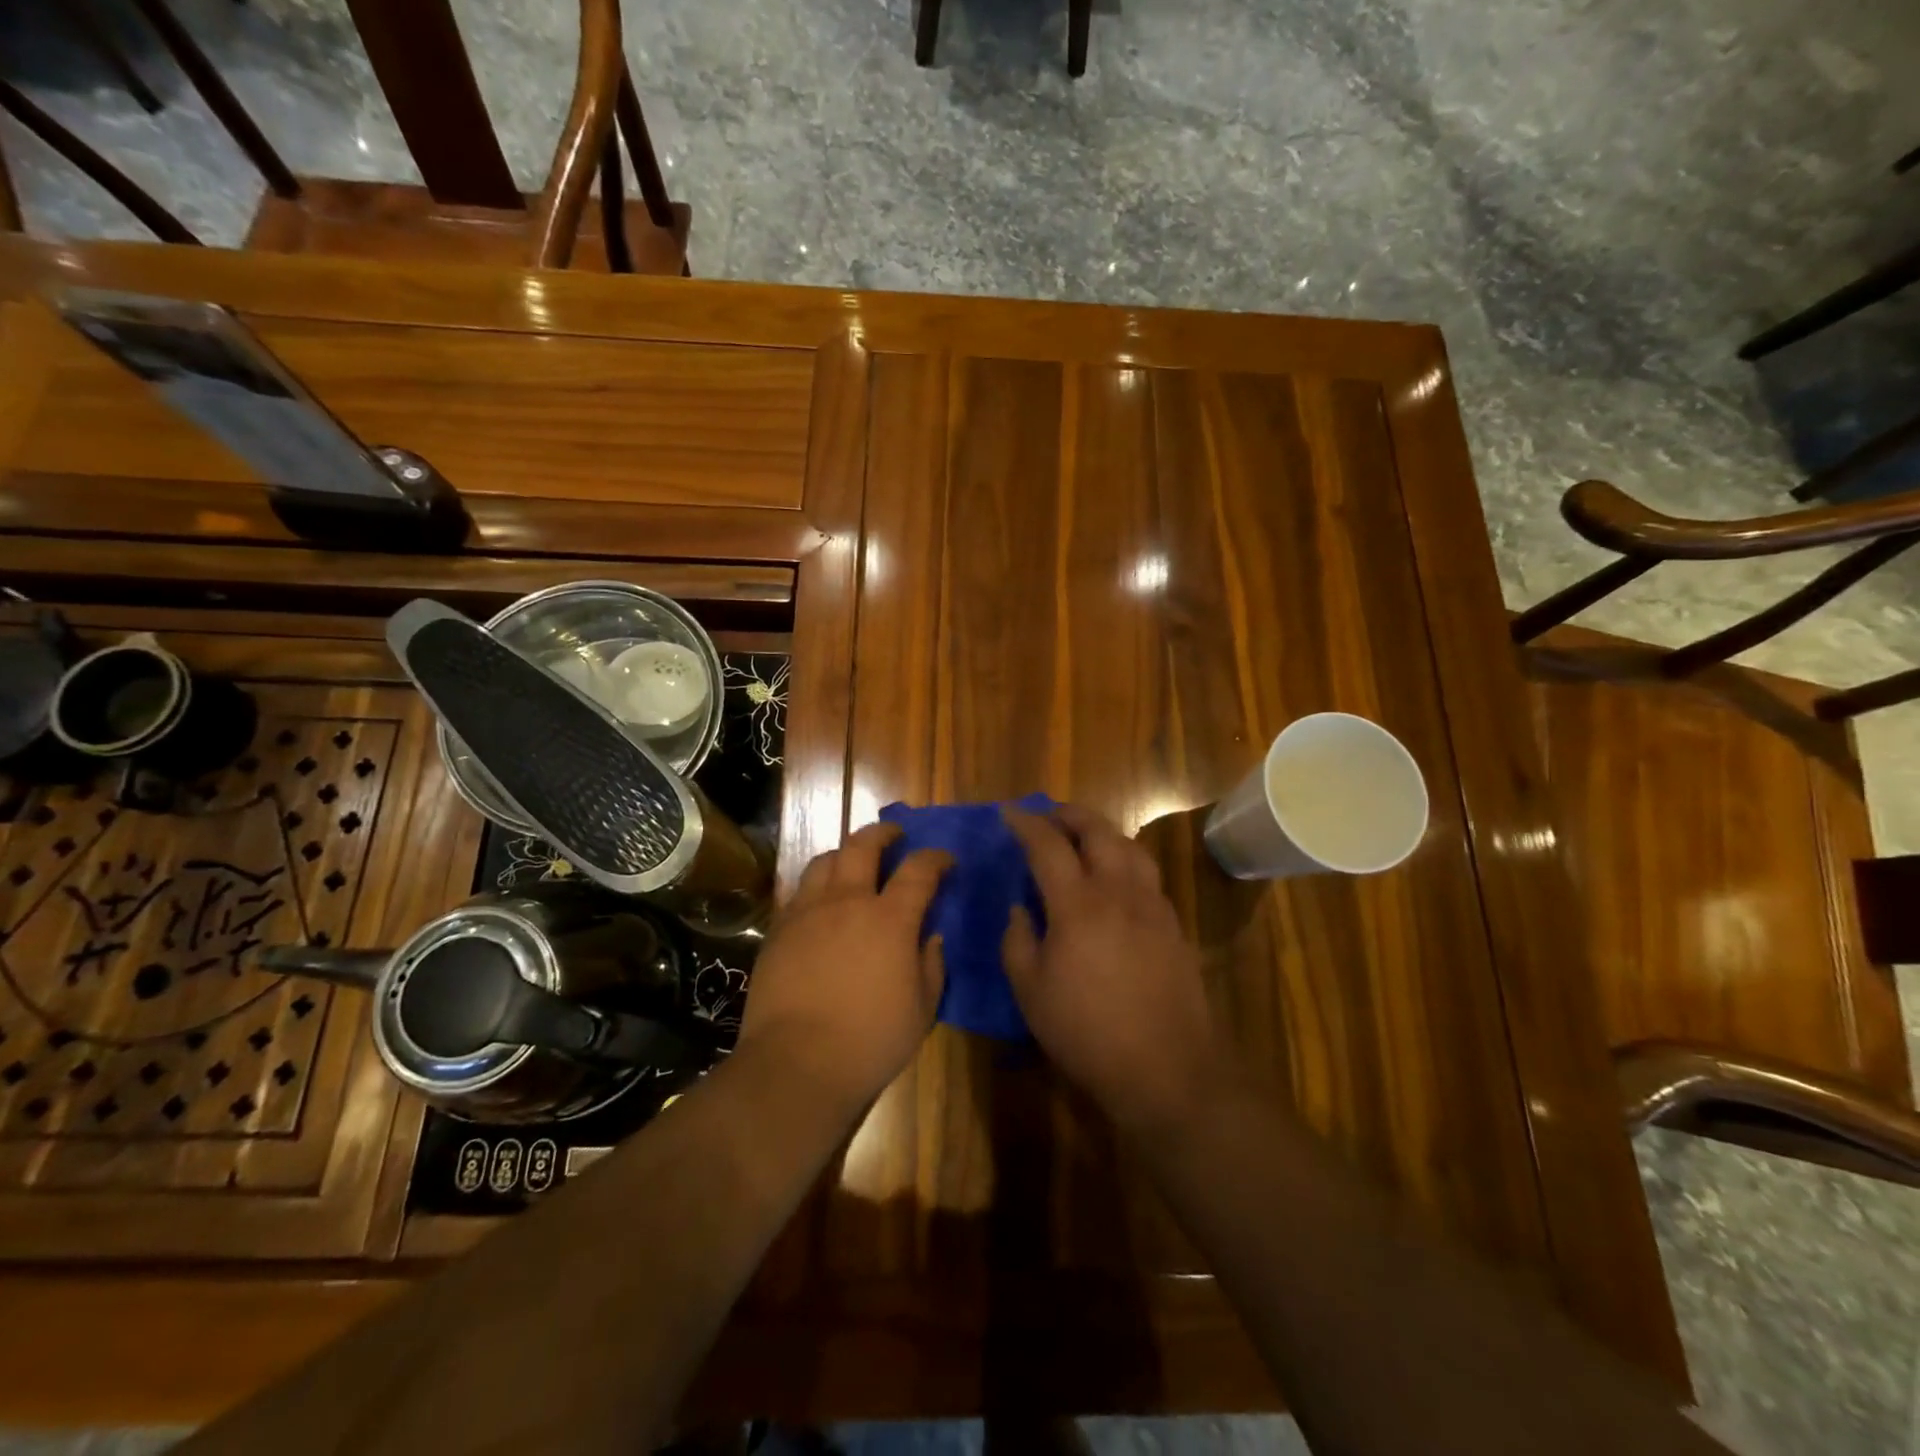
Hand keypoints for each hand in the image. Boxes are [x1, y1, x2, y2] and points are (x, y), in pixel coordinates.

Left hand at [735, 823, 951, 1114]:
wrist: (797, 1063)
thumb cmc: (870, 1041)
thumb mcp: (922, 1010)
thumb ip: (931, 966)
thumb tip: (930, 937)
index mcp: (890, 919)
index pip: (919, 870)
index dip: (935, 858)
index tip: (944, 860)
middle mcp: (848, 902)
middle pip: (863, 846)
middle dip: (883, 833)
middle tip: (895, 835)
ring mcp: (808, 912)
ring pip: (825, 861)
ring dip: (845, 853)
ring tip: (853, 862)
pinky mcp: (779, 930)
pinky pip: (799, 891)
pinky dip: (817, 885)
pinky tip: (821, 902)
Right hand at [1002, 804, 1225, 1134]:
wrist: (1165, 1067)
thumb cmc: (1086, 1031)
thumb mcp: (1031, 991)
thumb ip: (1018, 941)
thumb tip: (1020, 909)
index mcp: (1078, 904)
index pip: (1048, 846)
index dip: (1026, 824)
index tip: (1009, 814)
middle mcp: (1118, 891)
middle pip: (1097, 831)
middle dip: (1070, 815)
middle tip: (1049, 815)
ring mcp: (1152, 905)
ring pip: (1129, 847)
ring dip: (1102, 832)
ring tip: (1084, 837)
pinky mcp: (1172, 924)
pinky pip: (1147, 873)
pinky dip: (1125, 859)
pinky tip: (1116, 878)